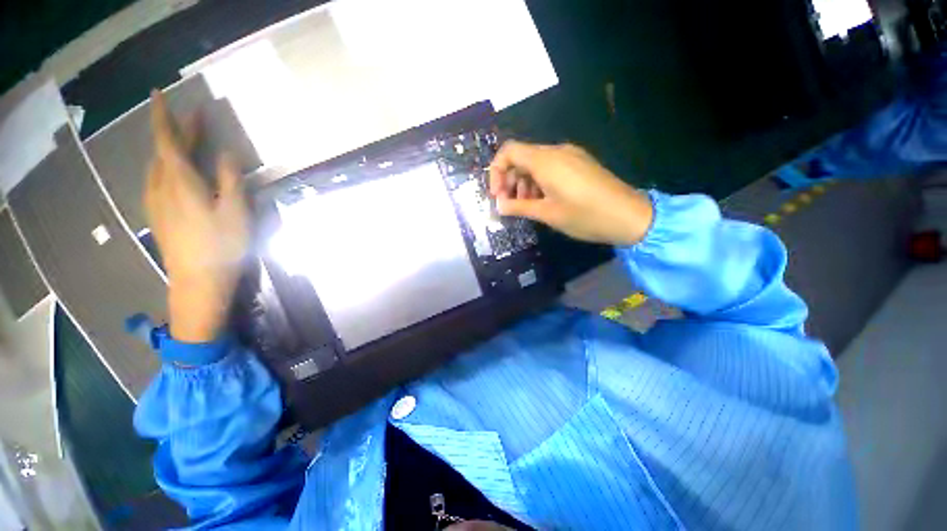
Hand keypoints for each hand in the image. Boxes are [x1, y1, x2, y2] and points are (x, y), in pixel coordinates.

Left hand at [144, 90, 248, 342]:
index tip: (158, 93)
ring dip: (173, 149)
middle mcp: (161, 186)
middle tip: (196, 119)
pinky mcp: (158, 214)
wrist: (198, 280)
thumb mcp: (236, 212)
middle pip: (165, 151)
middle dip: (178, 131)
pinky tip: (179, 171)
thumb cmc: (223, 246)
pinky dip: (168, 166)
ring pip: (159, 165)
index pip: (167, 140)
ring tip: (190, 142)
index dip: (164, 116)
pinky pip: (158, 179)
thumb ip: (231, 180)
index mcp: (180, 182)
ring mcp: (156, 201)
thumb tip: (228, 153)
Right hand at [489, 141, 653, 245]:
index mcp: (545, 161)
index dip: (496, 171)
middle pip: (521, 158)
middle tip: (509, 205)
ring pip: (536, 164)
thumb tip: (499, 205)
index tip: (497, 195)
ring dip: (524, 183)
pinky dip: (539, 182)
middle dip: (510, 180)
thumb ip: (518, 207)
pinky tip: (543, 200)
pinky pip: (551, 167)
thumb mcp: (547, 214)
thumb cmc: (584, 216)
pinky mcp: (579, 164)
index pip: (509, 151)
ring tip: (526, 207)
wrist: (629, 216)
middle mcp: (556, 151)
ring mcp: (570, 156)